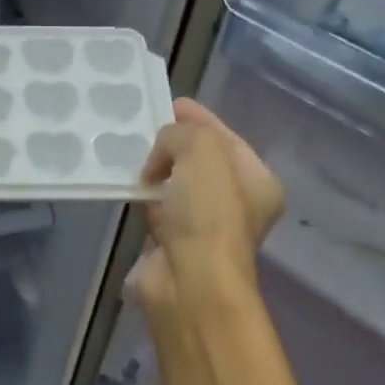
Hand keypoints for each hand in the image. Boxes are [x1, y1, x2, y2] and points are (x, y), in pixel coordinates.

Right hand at [129, 98, 283, 313]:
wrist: (189, 281)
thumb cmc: (207, 214)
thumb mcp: (202, 152)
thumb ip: (181, 134)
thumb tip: (159, 155)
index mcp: (257, 181)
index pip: (226, 138)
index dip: (199, 119)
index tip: (169, 104)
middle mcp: (236, 204)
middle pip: (202, 161)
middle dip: (175, 144)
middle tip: (144, 127)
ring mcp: (204, 226)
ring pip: (177, 186)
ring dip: (157, 171)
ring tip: (129, 151)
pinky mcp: (173, 243)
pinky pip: (157, 209)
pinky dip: (144, 197)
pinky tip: (127, 184)